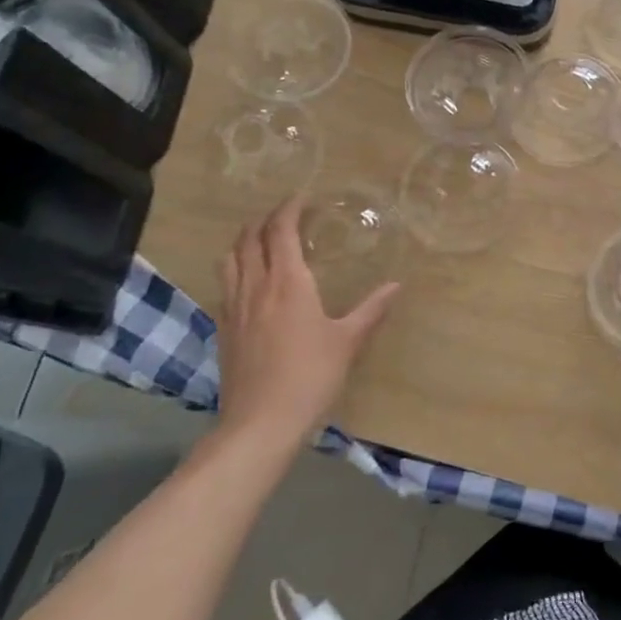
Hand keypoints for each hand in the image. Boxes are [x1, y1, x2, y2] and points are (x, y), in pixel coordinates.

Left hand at [214, 199, 399, 444]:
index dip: (288, 208)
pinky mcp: (224, 328)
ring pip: (230, 258)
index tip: (301, 197)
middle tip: (283, 215)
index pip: (281, 230)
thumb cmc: (311, 376)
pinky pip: (224, 284)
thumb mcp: (348, 341)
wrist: (261, 421)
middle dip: (264, 219)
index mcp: (288, 282)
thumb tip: (396, 285)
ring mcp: (234, 307)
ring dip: (244, 240)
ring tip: (260, 238)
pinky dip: (235, 268)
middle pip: (249, 238)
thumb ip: (372, 309)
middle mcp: (256, 286)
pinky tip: (248, 281)